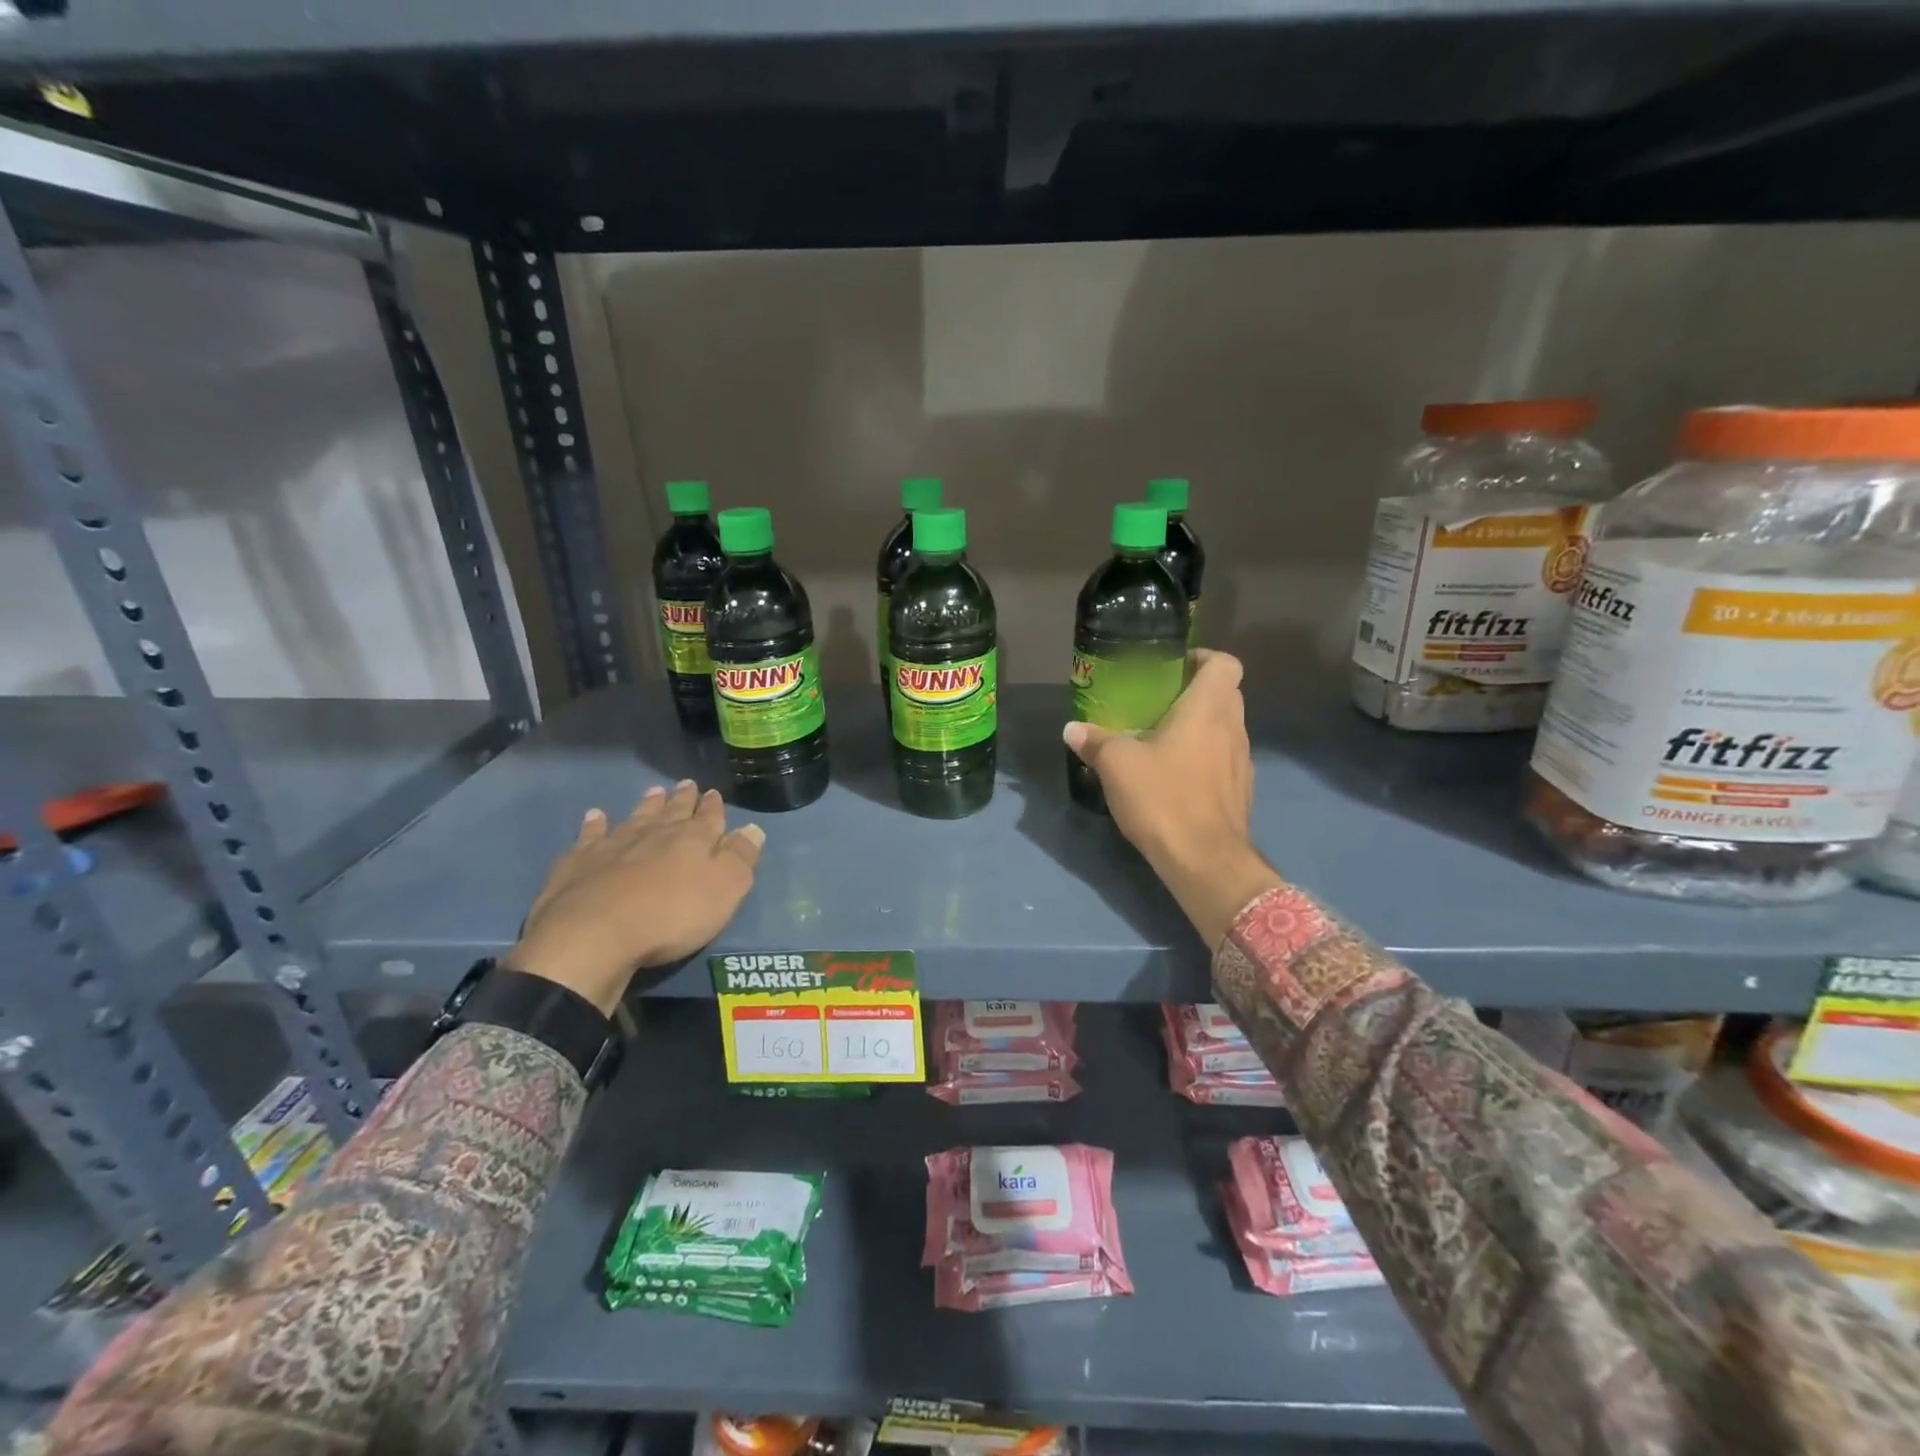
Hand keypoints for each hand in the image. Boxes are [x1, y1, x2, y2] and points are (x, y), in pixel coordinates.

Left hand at [508, 780, 764, 1013]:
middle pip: (672, 812)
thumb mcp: (725, 889)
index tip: (714, 793)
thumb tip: (753, 829)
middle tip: (686, 785)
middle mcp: (654, 833)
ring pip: (635, 818)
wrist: (594, 935)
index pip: (709, 817)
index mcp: (693, 839)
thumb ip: (740, 858)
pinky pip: (590, 836)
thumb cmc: (672, 915)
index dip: (713, 806)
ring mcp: (613, 845)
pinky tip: (595, 816)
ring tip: (654, 792)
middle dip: (682, 799)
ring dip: (647, 806)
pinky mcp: (578, 863)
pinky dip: (594, 825)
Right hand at [1064, 649, 1280, 948]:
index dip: (1202, 658)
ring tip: (1163, 739)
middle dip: (1196, 692)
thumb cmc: (1164, 798)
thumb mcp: (1117, 766)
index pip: (1224, 663)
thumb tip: (1072, 729)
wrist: (1205, 861)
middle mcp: (1233, 728)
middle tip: (1159, 702)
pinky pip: (1224, 759)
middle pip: (1226, 694)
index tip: (1173, 667)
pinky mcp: (1240, 791)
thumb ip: (1095, 742)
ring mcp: (1241, 762)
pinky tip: (1176, 776)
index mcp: (1208, 709)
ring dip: (1201, 727)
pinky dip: (1204, 757)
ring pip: (1226, 728)